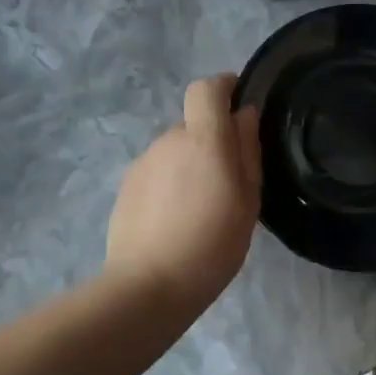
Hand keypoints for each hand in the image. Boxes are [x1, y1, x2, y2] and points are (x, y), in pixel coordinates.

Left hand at [105, 74, 261, 308]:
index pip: (206, 88)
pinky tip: (176, 220)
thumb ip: (247, 150)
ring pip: (176, 150)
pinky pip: (158, 171)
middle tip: (229, 182)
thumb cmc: (211, 244)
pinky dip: (171, 185)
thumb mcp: (247, 200)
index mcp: (202, 139)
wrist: (147, 286)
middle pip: (194, 124)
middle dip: (212, 141)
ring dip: (191, 166)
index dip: (224, 88)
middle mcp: (169, 140)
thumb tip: (244, 114)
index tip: (239, 105)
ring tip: (202, 209)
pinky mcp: (127, 185)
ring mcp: (143, 162)